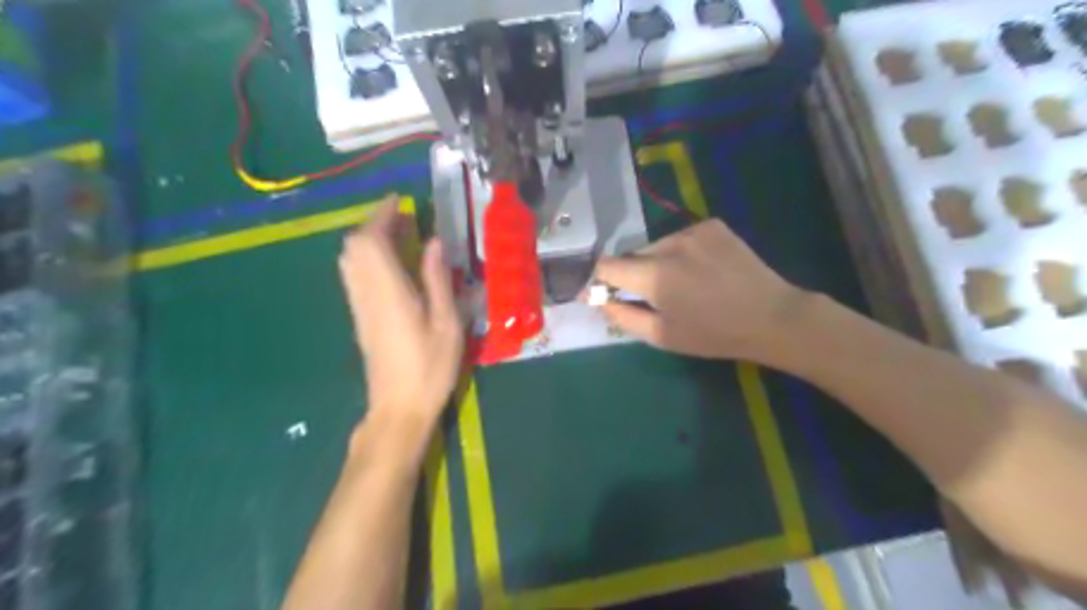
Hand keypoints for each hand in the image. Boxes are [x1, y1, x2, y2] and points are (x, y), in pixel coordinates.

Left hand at [339, 195, 460, 437]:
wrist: (398, 408)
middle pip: (354, 246)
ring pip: (350, 260)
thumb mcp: (446, 322)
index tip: (400, 201)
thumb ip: (437, 279)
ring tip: (400, 238)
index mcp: (389, 291)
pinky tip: (392, 266)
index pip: (372, 240)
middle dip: (375, 224)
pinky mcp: (359, 318)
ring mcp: (359, 306)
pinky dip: (368, 259)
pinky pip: (355, 275)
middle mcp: (366, 293)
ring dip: (370, 240)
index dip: (382, 215)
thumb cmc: (430, 367)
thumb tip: (434, 242)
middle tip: (405, 220)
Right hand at [593, 216, 805, 364]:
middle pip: (631, 255)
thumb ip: (622, 316)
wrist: (771, 316)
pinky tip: (700, 269)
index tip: (602, 292)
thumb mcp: (662, 336)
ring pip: (656, 245)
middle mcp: (670, 244)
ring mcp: (693, 230)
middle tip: (651, 296)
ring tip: (680, 284)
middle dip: (631, 274)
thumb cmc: (713, 334)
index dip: (599, 280)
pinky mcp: (712, 225)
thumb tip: (597, 300)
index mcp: (655, 275)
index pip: (607, 266)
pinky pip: (680, 238)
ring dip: (656, 262)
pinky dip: (680, 252)